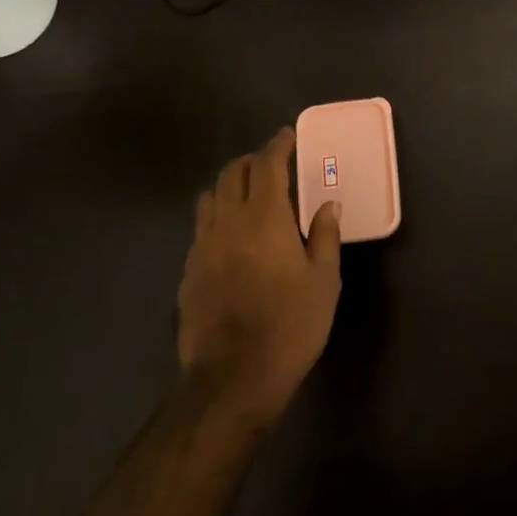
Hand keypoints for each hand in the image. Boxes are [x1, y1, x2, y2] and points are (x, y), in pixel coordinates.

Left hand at [177, 128, 341, 422]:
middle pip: (233, 173)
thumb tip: (327, 205)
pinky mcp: (189, 270)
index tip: (288, 136)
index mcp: (265, 217)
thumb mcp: (323, 282)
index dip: (277, 145)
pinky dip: (217, 214)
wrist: (232, 378)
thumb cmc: (289, 326)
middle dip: (252, 160)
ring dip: (230, 184)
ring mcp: (203, 245)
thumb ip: (324, 236)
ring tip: (249, 194)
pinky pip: (202, 226)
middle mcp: (229, 221)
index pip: (267, 164)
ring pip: (211, 196)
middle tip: (272, 165)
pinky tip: (231, 235)